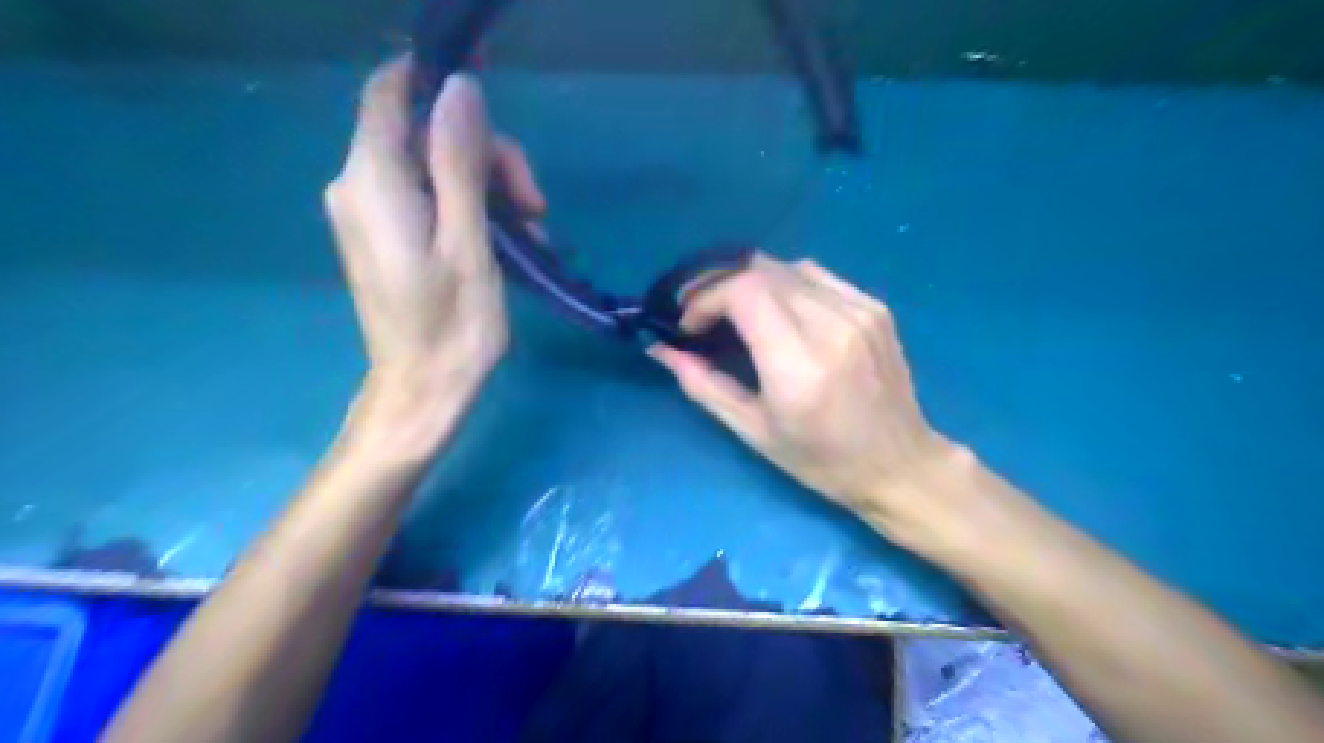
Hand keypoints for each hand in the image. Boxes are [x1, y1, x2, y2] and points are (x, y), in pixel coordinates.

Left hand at [326, 60, 543, 458]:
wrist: (422, 391)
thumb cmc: (453, 327)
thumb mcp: (468, 242)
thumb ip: (460, 163)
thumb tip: (461, 88)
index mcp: (374, 180)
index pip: (392, 91)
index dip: (442, 87)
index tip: (497, 116)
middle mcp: (359, 185)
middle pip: (423, 131)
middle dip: (487, 157)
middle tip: (537, 208)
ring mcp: (370, 211)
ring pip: (433, 166)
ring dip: (489, 189)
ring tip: (534, 236)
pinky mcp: (385, 235)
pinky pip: (428, 197)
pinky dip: (471, 208)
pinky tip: (510, 243)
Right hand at [652, 258, 970, 541]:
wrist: (900, 464)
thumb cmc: (822, 461)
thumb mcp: (754, 431)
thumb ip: (703, 385)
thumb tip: (661, 350)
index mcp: (799, 366)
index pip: (743, 292)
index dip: (705, 297)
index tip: (689, 324)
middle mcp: (832, 326)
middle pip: (760, 271)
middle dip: (719, 285)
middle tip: (701, 313)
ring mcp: (859, 310)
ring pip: (787, 266)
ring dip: (750, 281)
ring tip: (734, 310)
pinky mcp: (874, 306)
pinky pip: (816, 275)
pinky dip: (784, 283)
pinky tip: (777, 308)